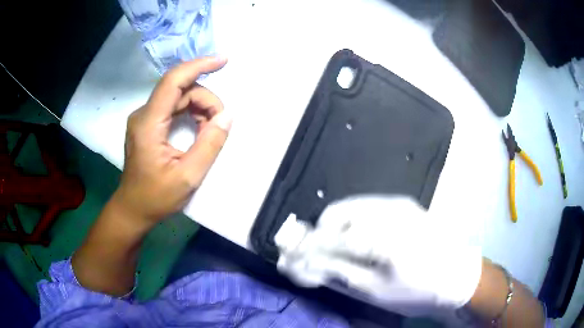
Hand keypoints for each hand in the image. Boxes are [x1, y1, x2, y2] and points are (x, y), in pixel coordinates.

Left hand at [114, 56, 231, 224]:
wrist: (133, 209)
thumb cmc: (156, 197)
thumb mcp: (187, 177)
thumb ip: (209, 145)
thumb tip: (227, 117)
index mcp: (149, 124)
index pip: (173, 81)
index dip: (199, 66)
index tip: (223, 61)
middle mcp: (144, 114)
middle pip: (180, 90)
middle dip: (205, 101)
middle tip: (219, 125)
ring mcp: (144, 118)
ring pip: (178, 98)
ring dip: (199, 108)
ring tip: (208, 132)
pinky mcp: (147, 124)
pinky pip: (173, 108)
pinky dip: (190, 114)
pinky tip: (197, 131)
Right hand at [275, 196, 482, 316]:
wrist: (456, 275)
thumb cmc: (417, 290)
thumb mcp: (376, 291)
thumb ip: (338, 273)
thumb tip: (305, 264)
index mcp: (386, 239)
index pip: (332, 238)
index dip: (307, 247)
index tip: (290, 256)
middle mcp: (390, 211)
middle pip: (337, 213)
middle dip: (320, 234)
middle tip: (317, 256)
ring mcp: (398, 203)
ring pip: (350, 207)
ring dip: (335, 227)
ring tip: (337, 250)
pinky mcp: (403, 203)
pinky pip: (366, 206)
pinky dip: (352, 222)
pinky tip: (358, 240)